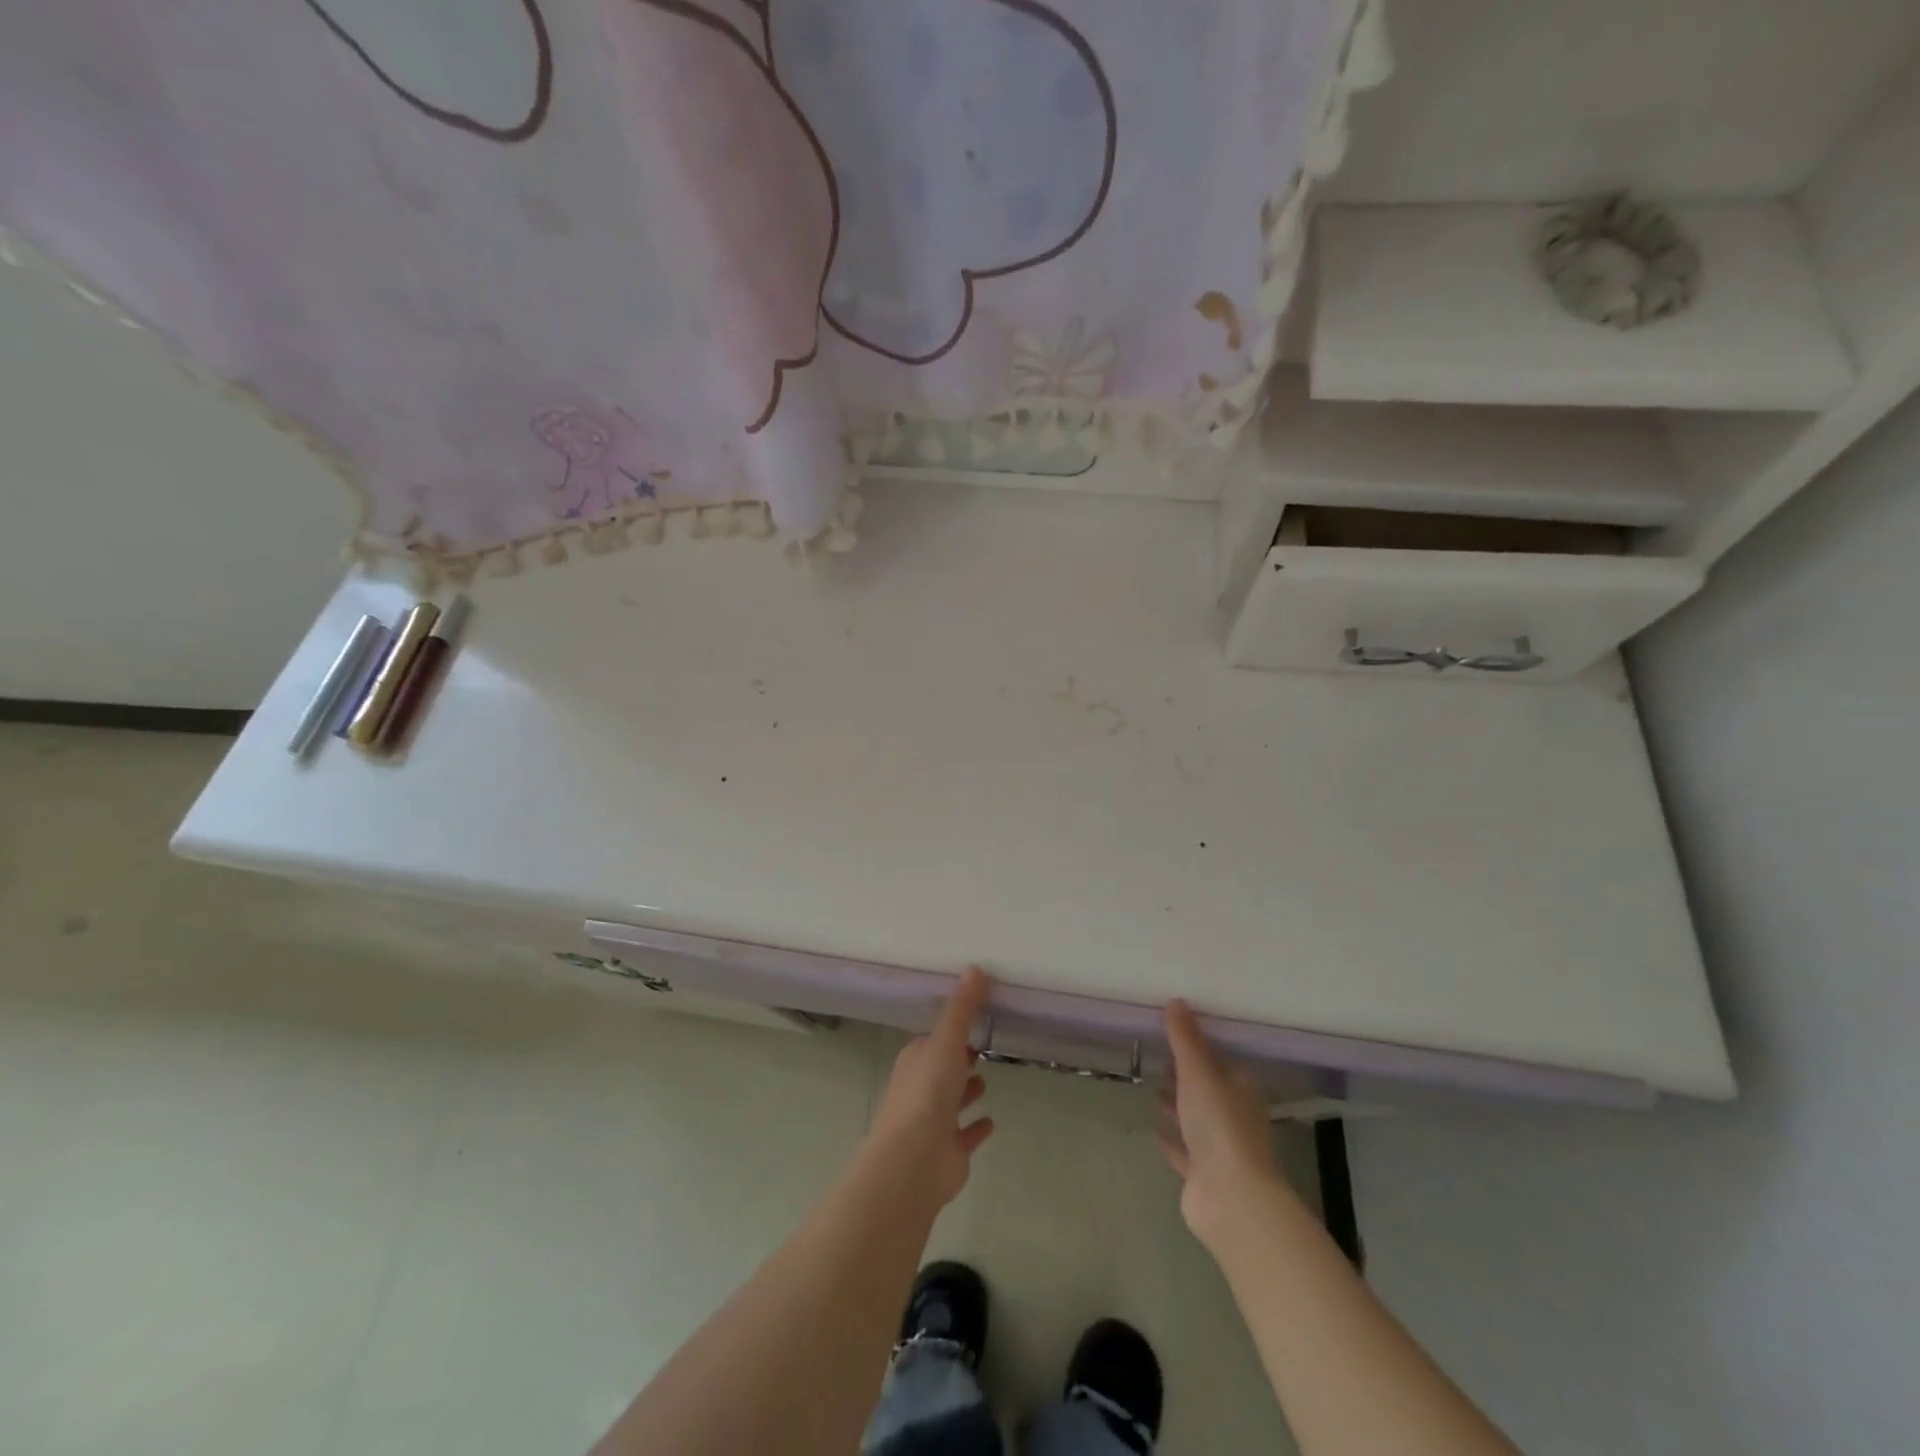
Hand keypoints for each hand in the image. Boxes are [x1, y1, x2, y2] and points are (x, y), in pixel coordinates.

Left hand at [865, 967, 995, 1207]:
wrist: (914, 1160)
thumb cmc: (927, 1092)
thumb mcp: (946, 1040)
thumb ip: (962, 1008)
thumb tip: (975, 968)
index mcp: (916, 1060)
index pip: (933, 1040)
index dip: (949, 1031)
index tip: (972, 1018)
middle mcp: (921, 1088)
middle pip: (942, 1068)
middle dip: (958, 1058)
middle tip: (981, 1046)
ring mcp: (933, 1122)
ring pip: (952, 1100)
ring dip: (966, 1090)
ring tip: (986, 1077)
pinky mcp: (949, 1150)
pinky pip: (965, 1134)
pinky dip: (976, 1127)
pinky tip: (991, 1121)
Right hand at [1158, 999, 1287, 1248]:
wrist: (1231, 1198)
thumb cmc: (1220, 1125)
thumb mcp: (1199, 1071)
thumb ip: (1185, 1038)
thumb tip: (1176, 1000)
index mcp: (1241, 1088)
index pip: (1220, 1059)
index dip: (1198, 1047)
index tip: (1171, 1033)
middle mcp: (1235, 1115)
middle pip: (1207, 1088)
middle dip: (1184, 1074)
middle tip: (1156, 1057)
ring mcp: (1220, 1147)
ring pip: (1195, 1118)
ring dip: (1176, 1104)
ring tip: (1150, 1086)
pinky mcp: (1204, 1174)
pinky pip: (1184, 1149)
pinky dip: (1171, 1138)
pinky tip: (1152, 1128)